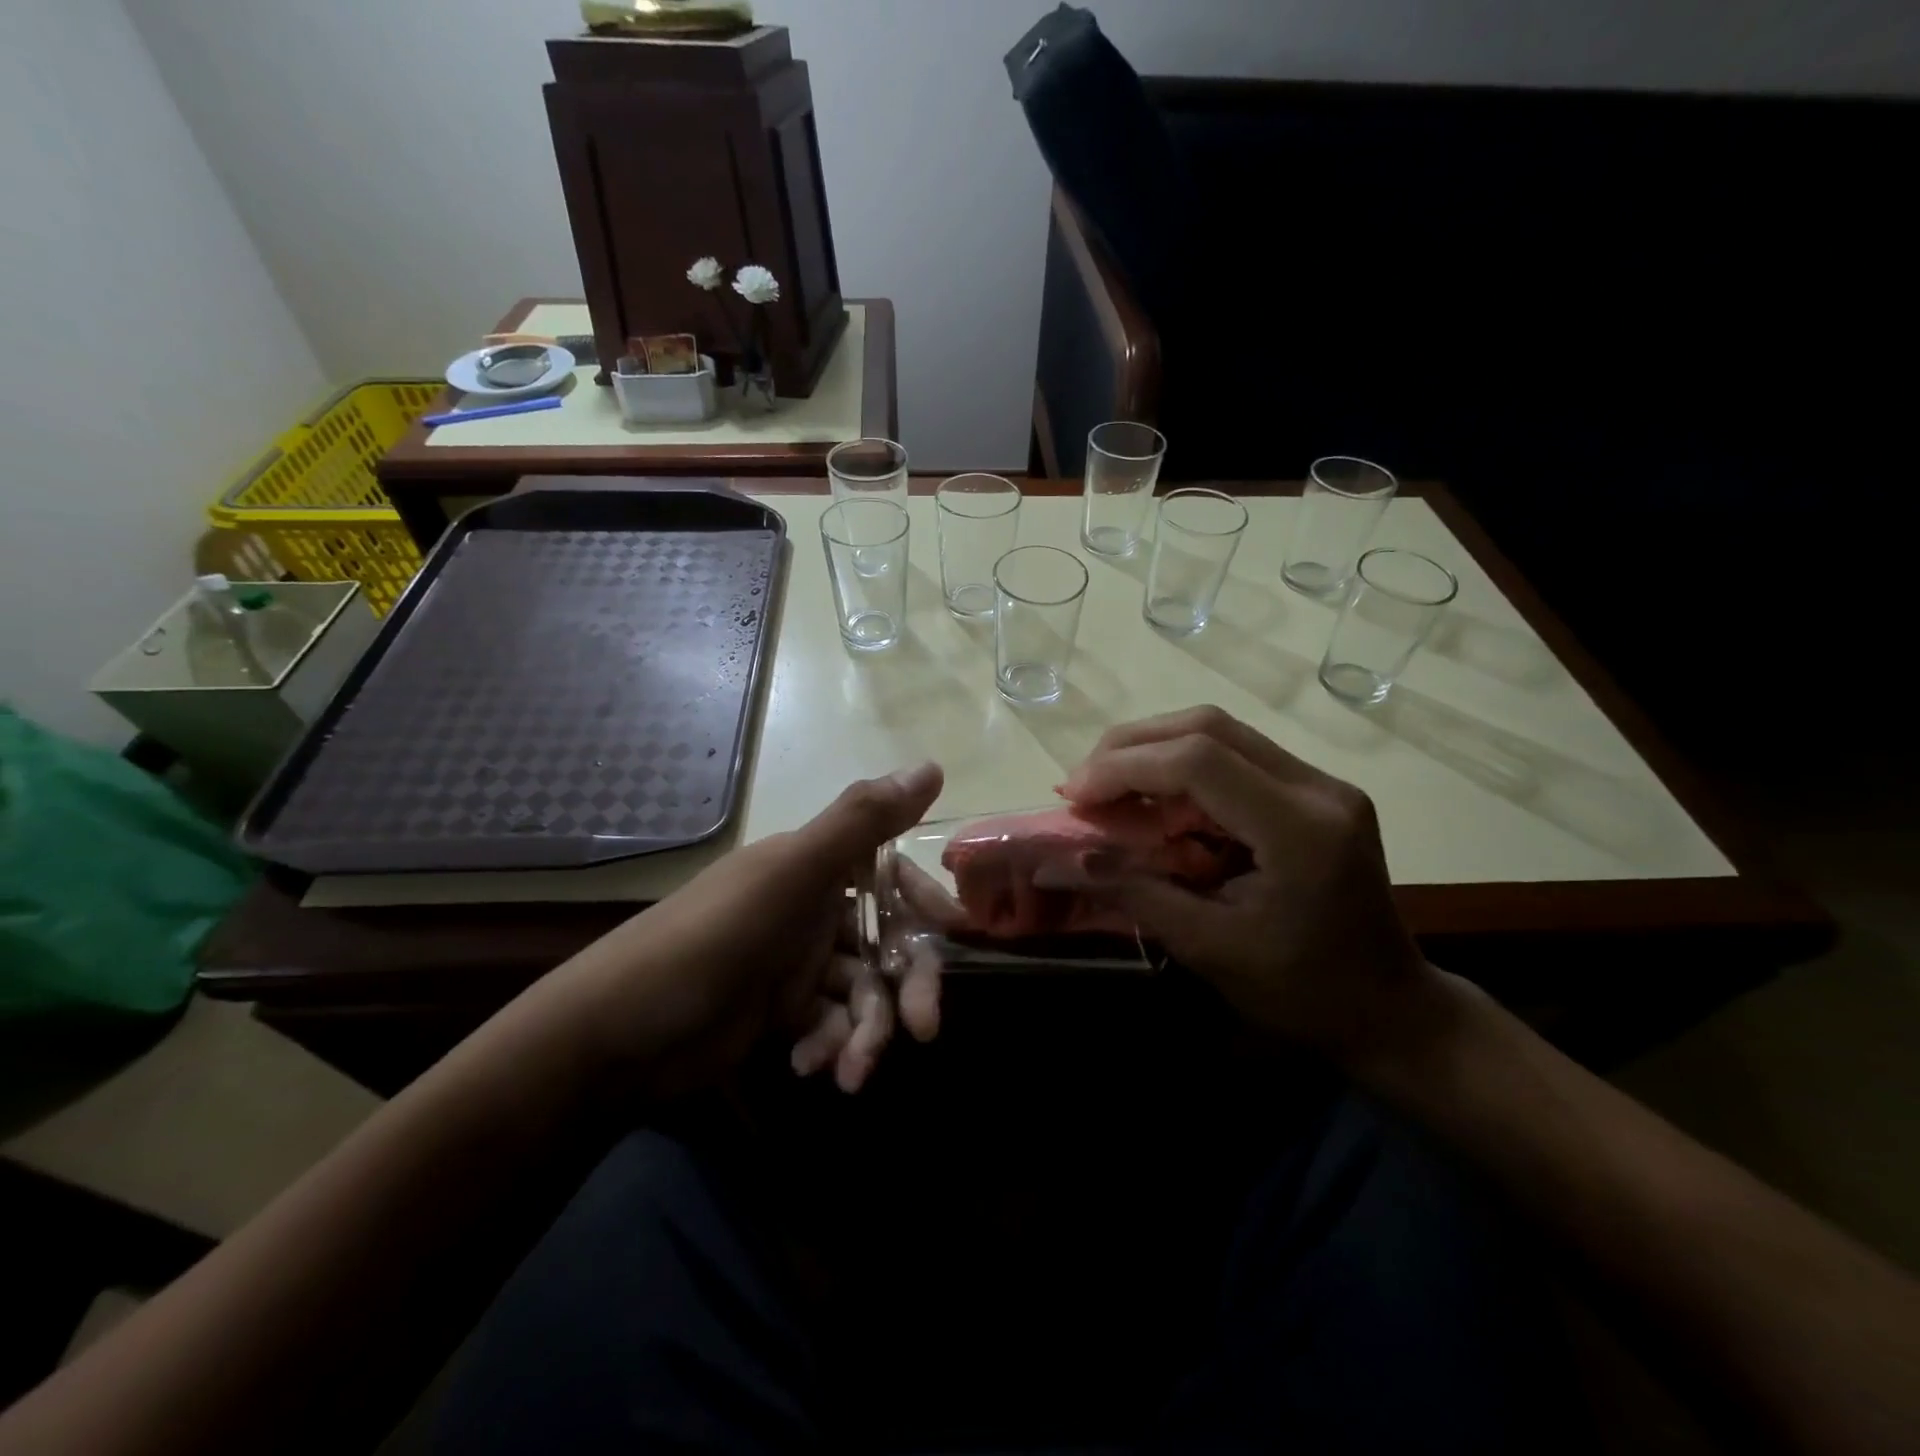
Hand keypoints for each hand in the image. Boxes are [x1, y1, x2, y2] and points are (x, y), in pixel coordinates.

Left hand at [559, 763, 942, 1097]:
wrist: (618, 1033)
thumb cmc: (713, 939)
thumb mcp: (791, 874)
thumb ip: (862, 821)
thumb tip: (932, 764)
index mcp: (813, 867)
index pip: (891, 872)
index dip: (924, 901)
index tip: (956, 932)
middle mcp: (810, 908)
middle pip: (885, 941)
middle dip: (907, 984)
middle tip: (924, 1028)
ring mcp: (796, 963)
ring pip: (862, 992)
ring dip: (867, 1031)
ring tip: (851, 1069)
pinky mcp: (781, 1013)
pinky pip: (830, 1025)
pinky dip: (830, 1046)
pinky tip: (809, 1066)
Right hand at [1059, 706, 1437, 1064]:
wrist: (1389, 1009)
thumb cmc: (1301, 993)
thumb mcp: (1209, 948)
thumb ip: (1134, 893)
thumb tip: (1062, 860)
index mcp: (1300, 830)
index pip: (1199, 762)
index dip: (1125, 768)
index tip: (1073, 796)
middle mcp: (1317, 788)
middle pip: (1207, 727)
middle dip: (1131, 748)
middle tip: (1081, 785)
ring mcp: (1321, 783)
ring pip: (1220, 731)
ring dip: (1152, 751)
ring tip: (1107, 788)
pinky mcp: (1313, 790)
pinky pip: (1234, 756)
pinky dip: (1180, 768)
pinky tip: (1153, 799)